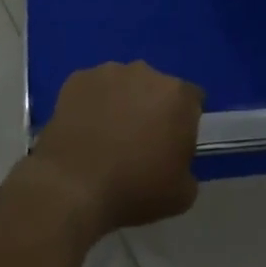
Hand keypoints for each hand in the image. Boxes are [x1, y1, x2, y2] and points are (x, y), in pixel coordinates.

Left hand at [29, 62, 202, 237]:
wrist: (72, 186)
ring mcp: (108, 72)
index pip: (193, 100)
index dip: (185, 121)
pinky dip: (91, 103)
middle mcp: (146, 72)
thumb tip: (176, 161)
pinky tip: (83, 129)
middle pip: (157, 87)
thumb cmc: (134, 189)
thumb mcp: (182, 194)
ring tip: (106, 135)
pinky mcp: (77, 78)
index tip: (174, 144)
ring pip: (123, 85)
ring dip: (121, 102)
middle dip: (152, 107)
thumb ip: (188, 168)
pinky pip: (92, 89)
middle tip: (139, 141)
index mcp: (178, 96)